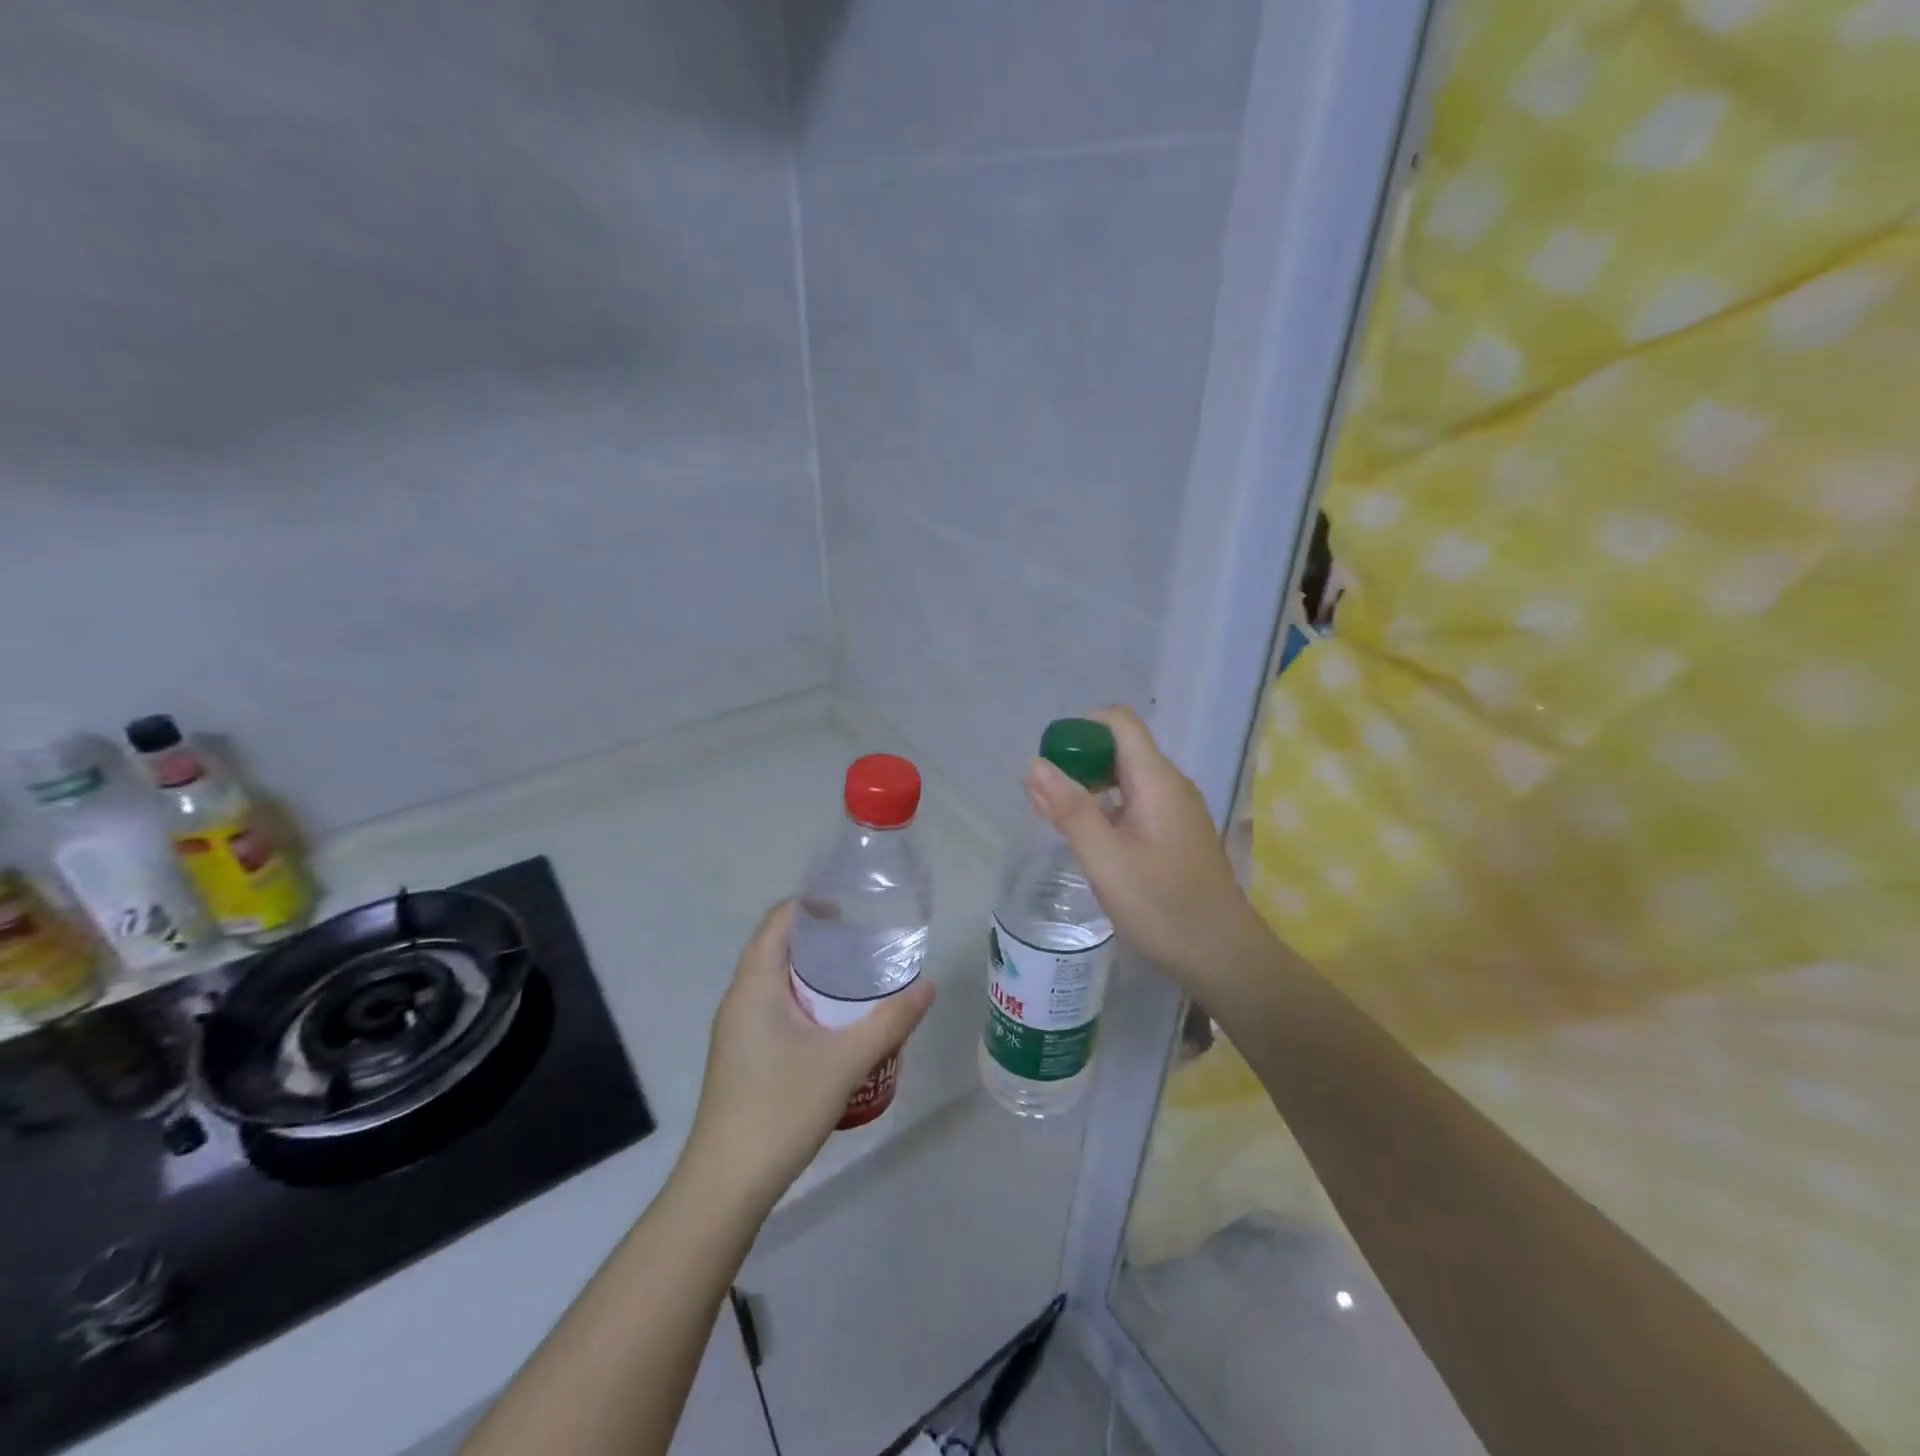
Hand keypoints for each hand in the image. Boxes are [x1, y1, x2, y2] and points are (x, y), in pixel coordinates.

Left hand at [683, 901, 934, 1211]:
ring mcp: (738, 1030)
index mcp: (754, 986)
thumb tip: (927, 986)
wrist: (725, 1186)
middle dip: (822, 937)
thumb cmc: (779, 1109)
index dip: (813, 903)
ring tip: (861, 973)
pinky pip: (776, 1007)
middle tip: (869, 937)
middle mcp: (740, 999)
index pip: (779, 920)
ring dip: (815, 971)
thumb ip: (889, 1022)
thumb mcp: (844, 1062)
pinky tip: (838, 1021)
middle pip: (779, 947)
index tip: (854, 904)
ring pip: (778, 981)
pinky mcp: (743, 1055)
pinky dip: (807, 999)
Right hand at [1026, 706, 1270, 995]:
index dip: (1081, 728)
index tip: (1050, 761)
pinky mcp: (1176, 833)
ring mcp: (1177, 810)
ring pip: (1126, 779)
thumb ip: (1069, 809)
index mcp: (1157, 780)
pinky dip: (1108, 810)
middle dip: (1079, 762)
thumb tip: (1034, 763)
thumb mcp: (1105, 858)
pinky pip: (1136, 803)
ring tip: (1060, 822)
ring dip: (1090, 788)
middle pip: (1120, 749)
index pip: (1119, 722)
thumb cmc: (1162, 906)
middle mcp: (1171, 785)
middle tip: (1045, 800)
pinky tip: (1091, 841)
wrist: (1222, 956)